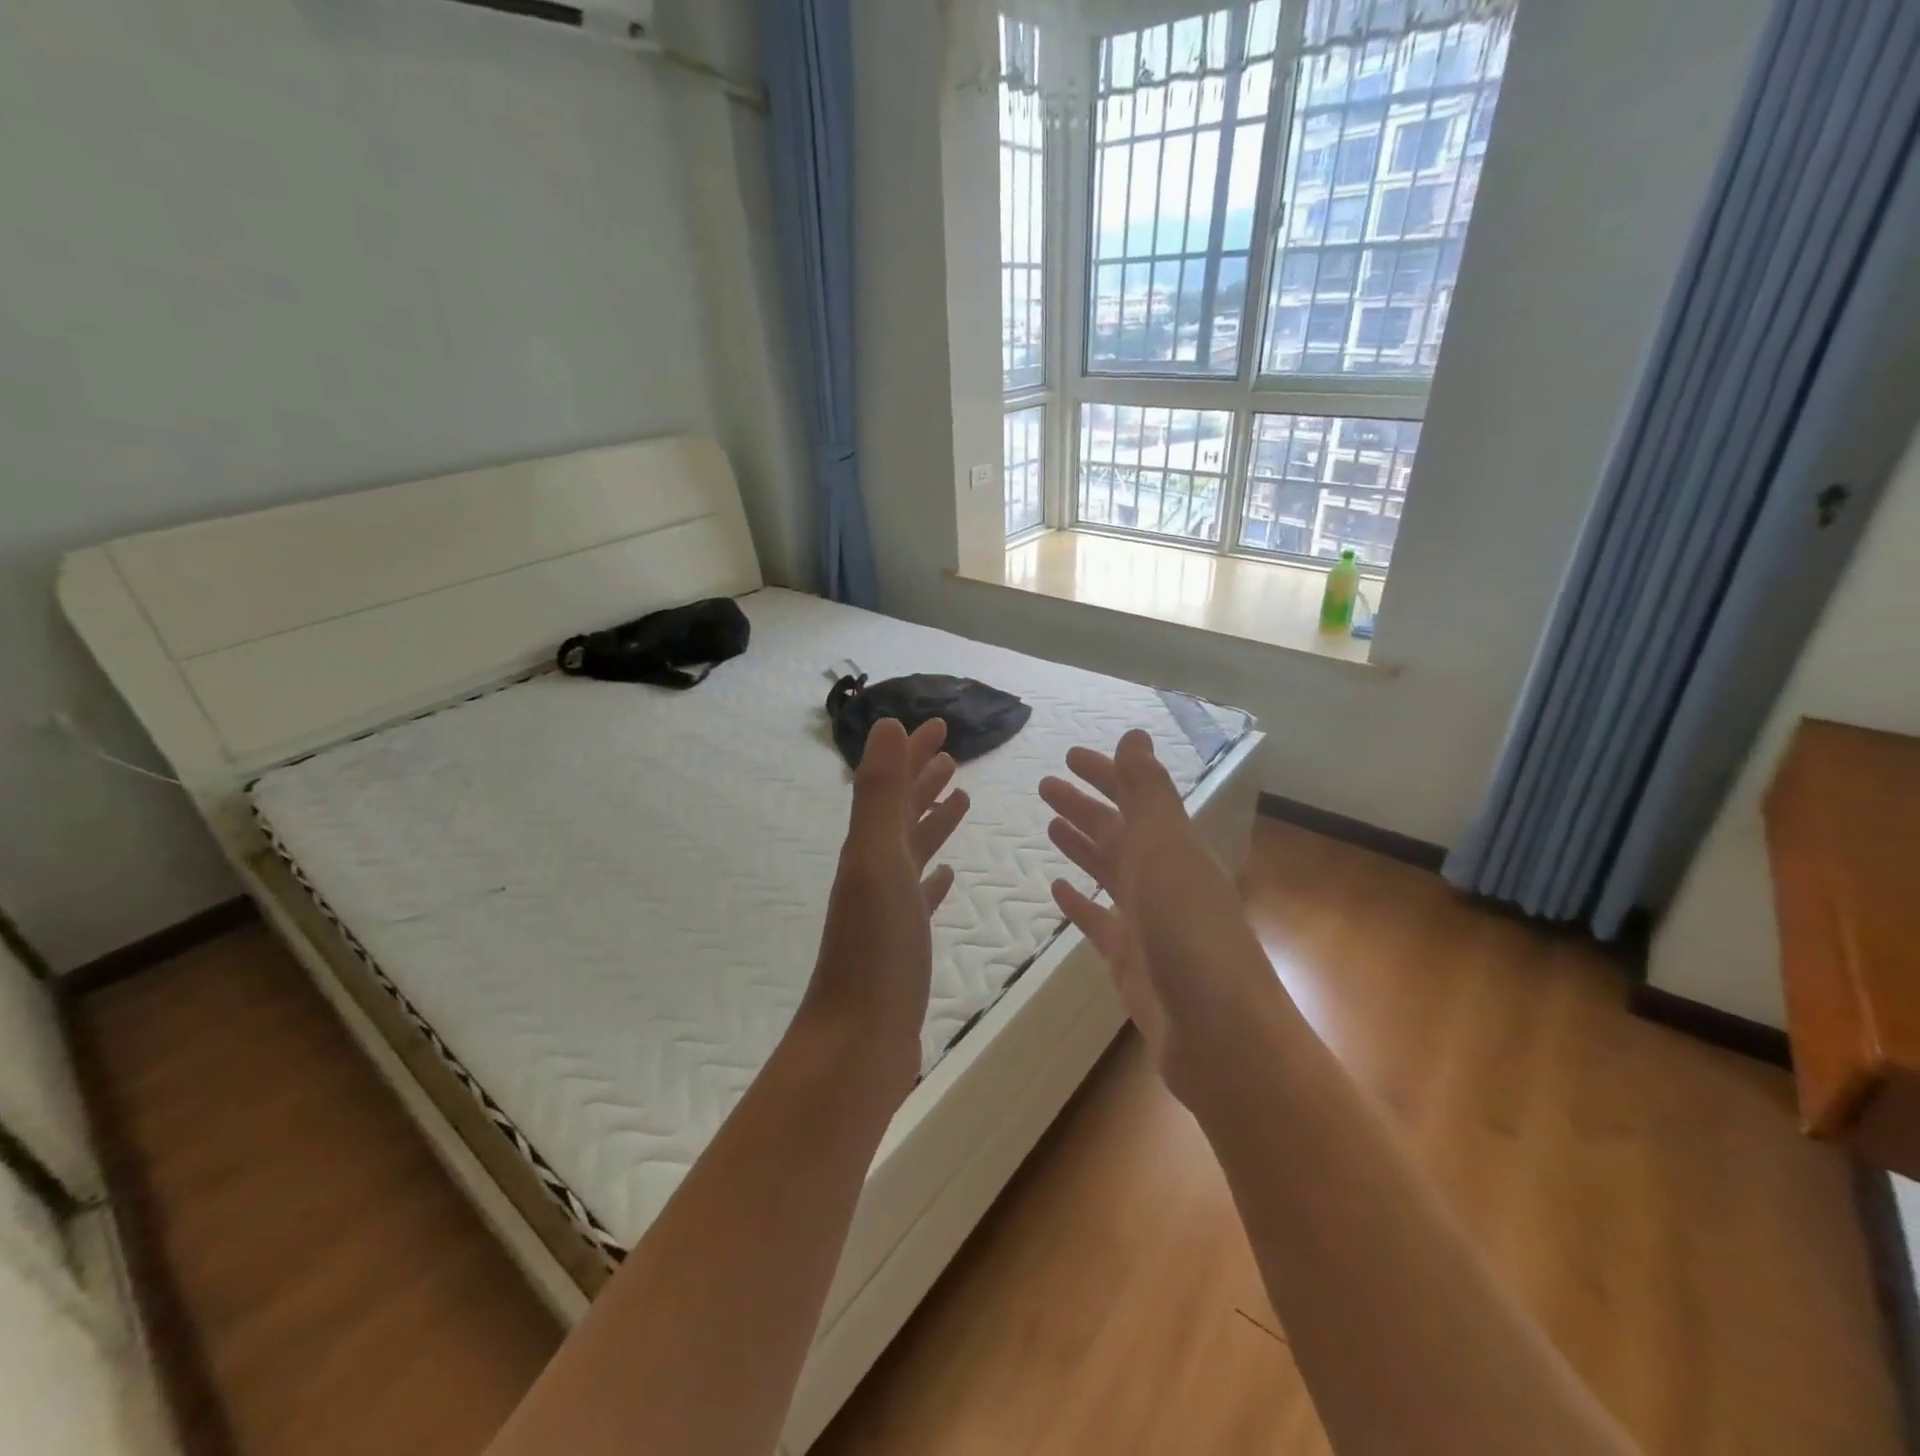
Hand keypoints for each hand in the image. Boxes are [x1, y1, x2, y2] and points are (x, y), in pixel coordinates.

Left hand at [801, 718, 969, 1098]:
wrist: (858, 1041)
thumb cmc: (875, 948)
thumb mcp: (877, 859)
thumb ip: (881, 793)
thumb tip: (886, 724)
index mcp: (869, 849)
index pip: (894, 786)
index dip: (914, 754)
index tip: (940, 725)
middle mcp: (874, 872)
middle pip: (902, 814)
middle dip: (924, 780)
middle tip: (952, 755)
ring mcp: (888, 910)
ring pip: (913, 852)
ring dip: (932, 822)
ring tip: (959, 800)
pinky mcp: (903, 943)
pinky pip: (920, 896)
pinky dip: (933, 878)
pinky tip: (946, 876)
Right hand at [1040, 729, 1281, 1105]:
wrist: (1219, 1034)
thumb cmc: (1190, 932)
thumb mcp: (1167, 851)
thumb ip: (1147, 793)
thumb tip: (1135, 734)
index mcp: (1173, 848)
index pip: (1133, 797)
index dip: (1104, 774)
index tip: (1069, 755)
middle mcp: (1162, 878)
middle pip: (1116, 831)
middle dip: (1084, 805)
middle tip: (1045, 785)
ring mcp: (1147, 921)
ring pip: (1107, 871)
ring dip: (1081, 845)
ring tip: (1049, 825)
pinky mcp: (1131, 960)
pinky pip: (1098, 921)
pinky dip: (1079, 903)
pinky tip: (1057, 891)